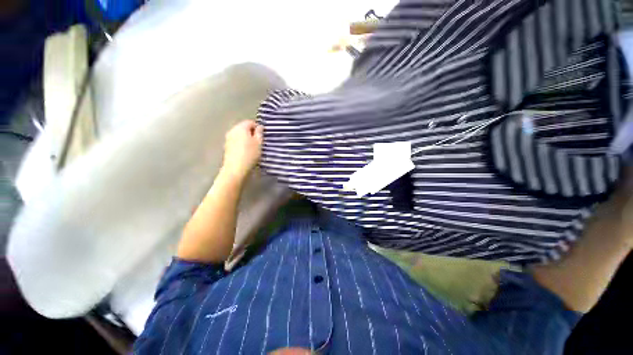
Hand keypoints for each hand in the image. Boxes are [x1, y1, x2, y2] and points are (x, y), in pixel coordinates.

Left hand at [220, 120, 263, 180]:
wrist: (236, 168)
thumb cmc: (250, 154)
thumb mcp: (259, 143)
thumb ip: (259, 133)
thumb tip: (259, 127)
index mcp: (241, 127)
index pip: (250, 122)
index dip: (257, 127)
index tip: (262, 135)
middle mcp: (232, 130)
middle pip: (243, 127)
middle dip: (251, 132)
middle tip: (259, 141)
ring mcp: (228, 138)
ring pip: (239, 134)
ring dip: (246, 138)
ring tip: (253, 147)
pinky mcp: (227, 146)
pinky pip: (236, 141)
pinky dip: (241, 143)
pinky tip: (246, 151)